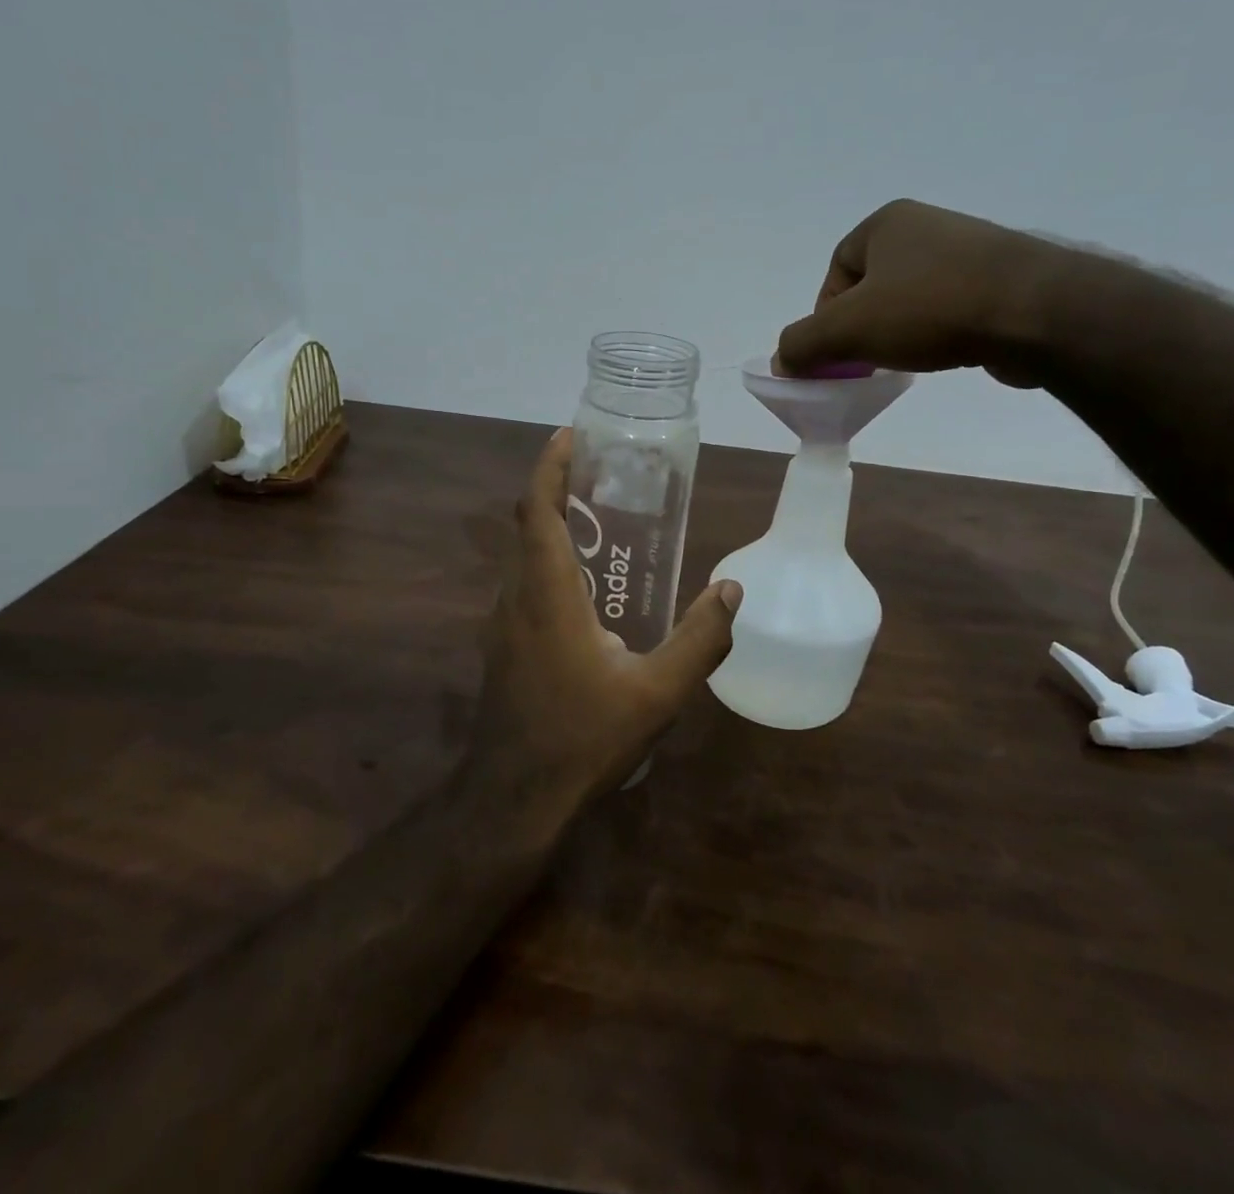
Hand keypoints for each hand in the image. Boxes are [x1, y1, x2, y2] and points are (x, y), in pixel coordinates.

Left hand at [475, 428, 740, 807]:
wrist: (514, 798)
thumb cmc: (583, 738)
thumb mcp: (657, 693)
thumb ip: (700, 640)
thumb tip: (732, 591)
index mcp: (547, 593)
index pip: (536, 510)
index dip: (548, 466)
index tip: (570, 435)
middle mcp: (516, 597)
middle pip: (528, 526)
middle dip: (557, 490)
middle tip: (601, 475)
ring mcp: (502, 624)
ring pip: (523, 558)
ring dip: (552, 530)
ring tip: (601, 525)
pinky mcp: (503, 648)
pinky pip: (524, 587)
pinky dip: (549, 566)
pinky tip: (588, 594)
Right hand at [774, 199, 1071, 386]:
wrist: (1037, 311)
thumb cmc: (930, 308)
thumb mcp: (847, 330)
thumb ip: (802, 344)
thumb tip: (781, 361)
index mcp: (887, 223)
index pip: (836, 270)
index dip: (825, 315)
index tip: (835, 352)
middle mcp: (927, 227)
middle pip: (872, 285)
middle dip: (861, 326)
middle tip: (864, 362)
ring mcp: (970, 250)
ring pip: (911, 298)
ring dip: (898, 332)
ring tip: (905, 361)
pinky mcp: (1002, 278)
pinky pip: (949, 308)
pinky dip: (936, 333)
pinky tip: (944, 354)